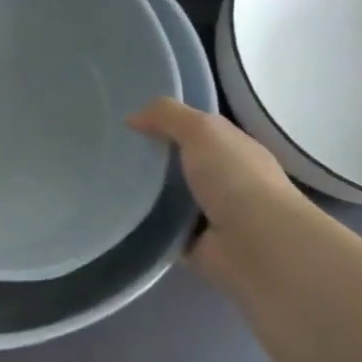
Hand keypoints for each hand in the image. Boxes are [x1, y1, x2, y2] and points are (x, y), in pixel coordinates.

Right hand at [128, 99, 307, 276]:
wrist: (257, 244)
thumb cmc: (234, 178)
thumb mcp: (202, 130)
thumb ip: (168, 115)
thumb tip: (132, 118)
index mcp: (233, 149)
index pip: (196, 131)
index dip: (166, 123)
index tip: (128, 124)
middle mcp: (225, 180)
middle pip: (179, 164)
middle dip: (150, 160)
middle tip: (110, 153)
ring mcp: (211, 215)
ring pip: (168, 198)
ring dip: (144, 194)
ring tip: (105, 184)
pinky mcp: (194, 245)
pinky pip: (160, 230)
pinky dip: (144, 226)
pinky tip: (117, 216)